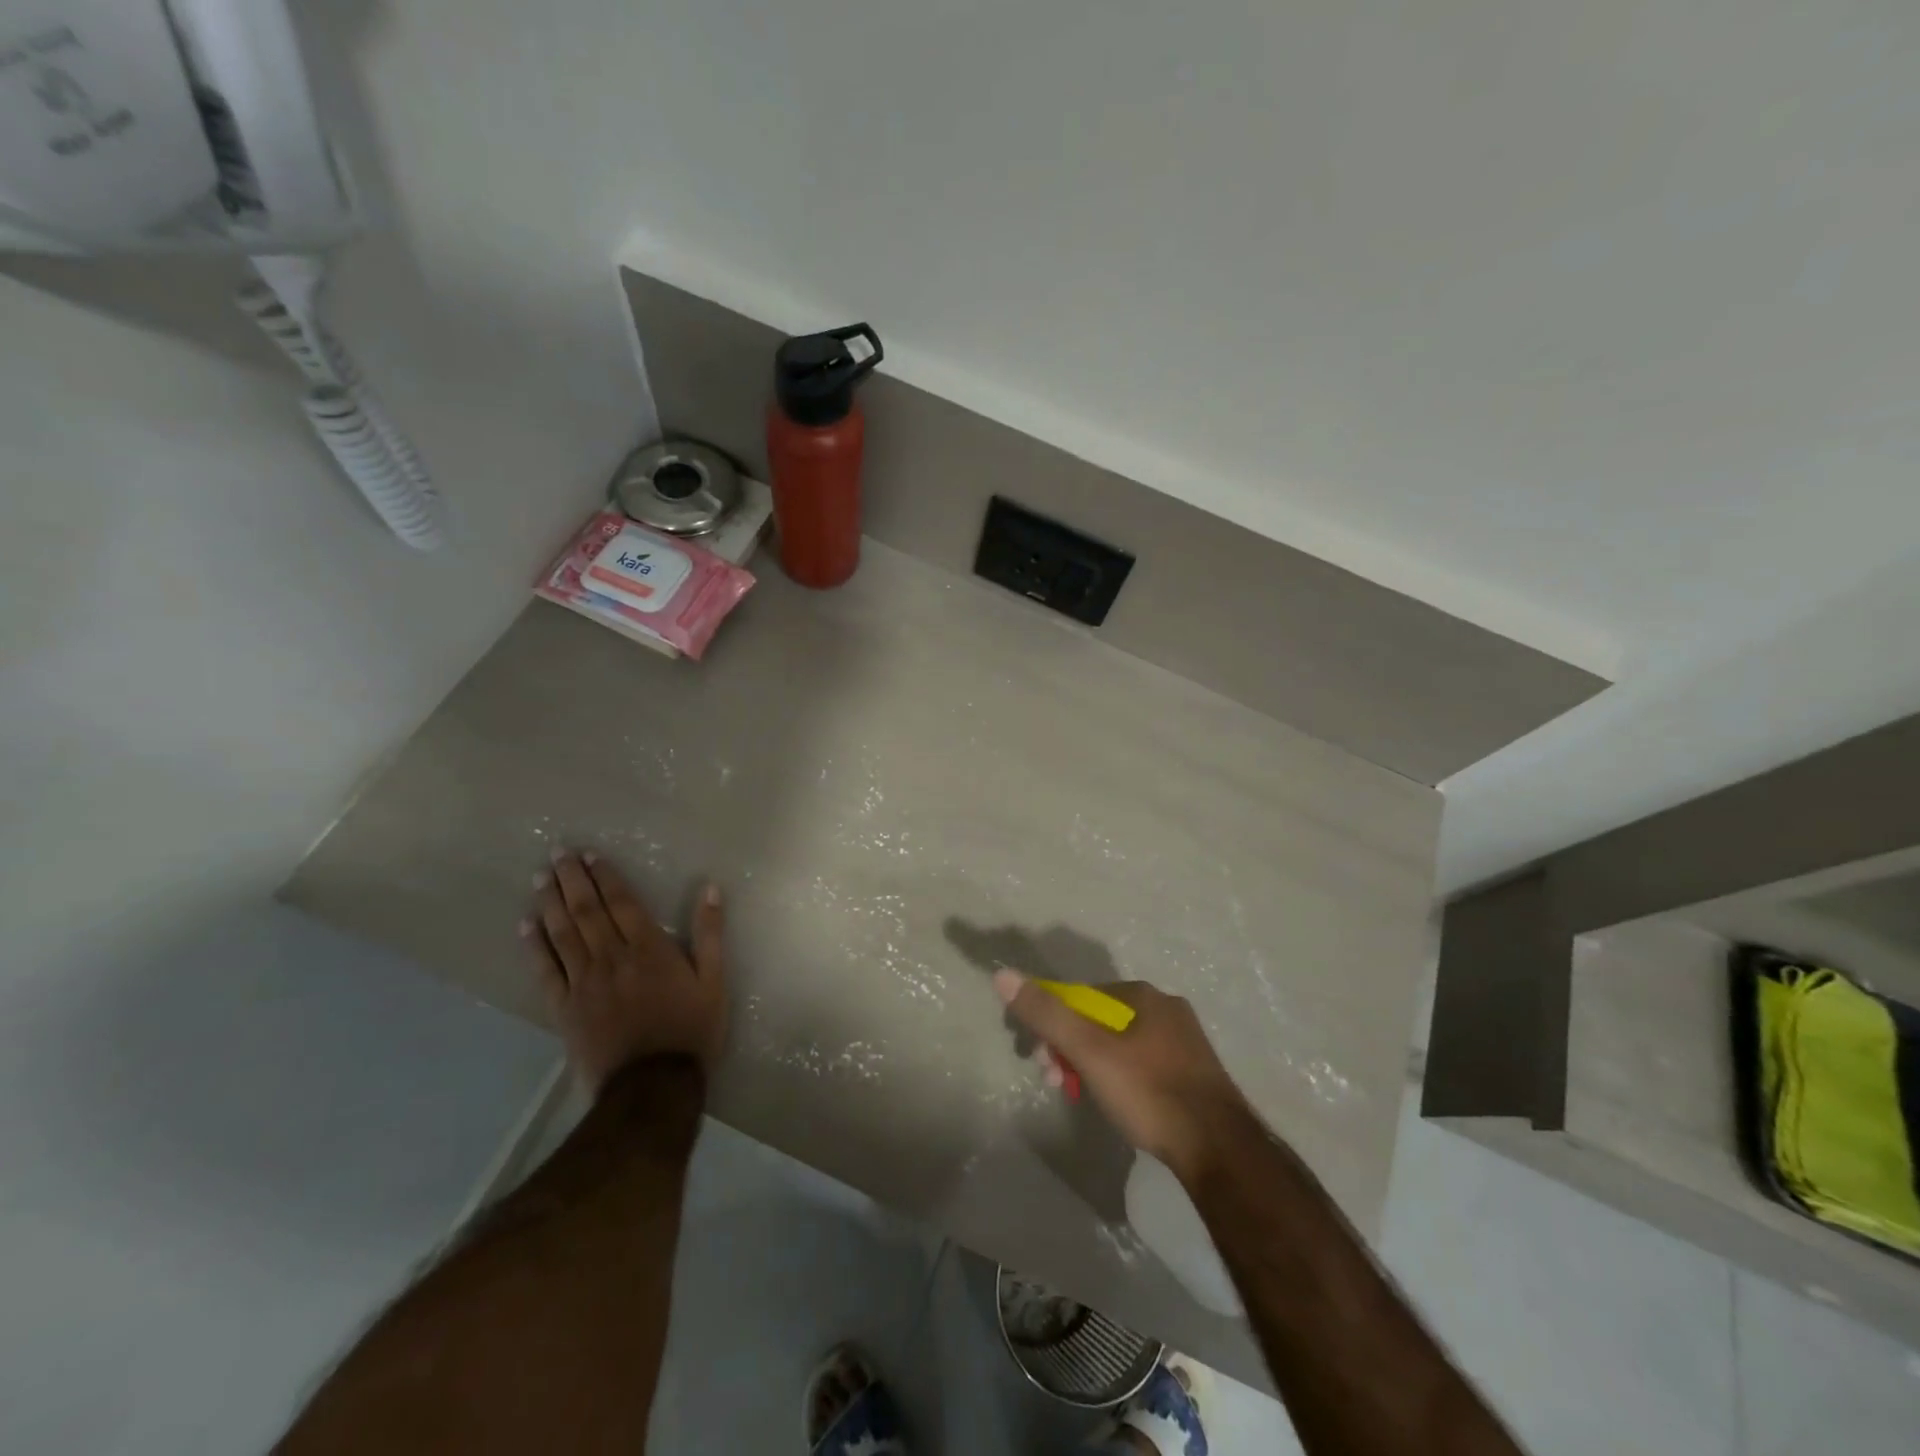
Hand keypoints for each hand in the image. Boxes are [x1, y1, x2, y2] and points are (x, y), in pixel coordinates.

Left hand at [521, 850, 726, 1095]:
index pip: (623, 903)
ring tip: (540, 878)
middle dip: (572, 880)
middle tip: (557, 854)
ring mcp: (584, 983)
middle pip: (588, 912)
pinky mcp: (565, 1008)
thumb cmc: (690, 1031)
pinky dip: (534, 947)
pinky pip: (545, 971)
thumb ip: (710, 935)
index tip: (590, 855)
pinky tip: (526, 926)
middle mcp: (612, 958)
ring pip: (563, 934)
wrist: (652, 1086)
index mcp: (649, 950)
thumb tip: (710, 890)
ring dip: (551, 903)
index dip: (606, 877)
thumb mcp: (714, 982)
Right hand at [995, 969, 1253, 1182]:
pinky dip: (1117, 1078)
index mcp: (1143, 995)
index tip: (1038, 1057)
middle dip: (1069, 1047)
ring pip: (1119, 1045)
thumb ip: (1046, 1014)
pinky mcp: (1192, 1076)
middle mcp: (1166, 1009)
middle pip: (1099, 1020)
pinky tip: (1114, 1104)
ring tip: (1078, 1096)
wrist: (1219, 1150)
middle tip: (1055, 1081)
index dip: (1051, 1023)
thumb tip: (1003, 975)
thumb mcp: (1089, 1050)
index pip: (1080, 996)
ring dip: (1089, 1064)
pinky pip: (1141, 1065)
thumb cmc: (1149, 1092)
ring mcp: (1183, 1043)